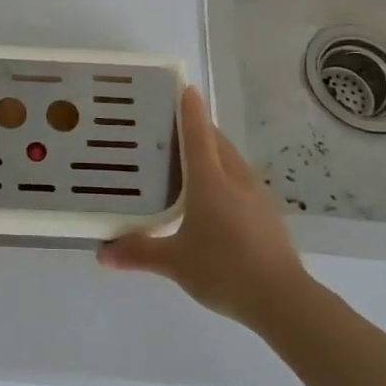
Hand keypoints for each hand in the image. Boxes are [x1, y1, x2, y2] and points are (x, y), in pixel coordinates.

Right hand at [97, 85, 308, 325]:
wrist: (283, 299)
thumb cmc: (224, 270)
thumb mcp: (175, 262)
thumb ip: (139, 252)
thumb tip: (102, 253)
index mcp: (210, 180)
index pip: (198, 133)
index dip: (190, 108)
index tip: (184, 86)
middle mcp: (235, 178)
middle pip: (216, 141)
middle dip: (198, 128)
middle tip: (170, 127)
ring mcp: (255, 194)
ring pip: (231, 160)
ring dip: (212, 152)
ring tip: (188, 160)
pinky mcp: (266, 213)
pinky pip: (240, 180)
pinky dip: (224, 175)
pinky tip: (212, 198)